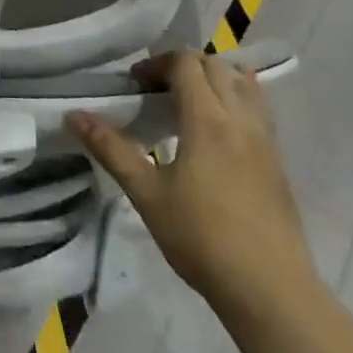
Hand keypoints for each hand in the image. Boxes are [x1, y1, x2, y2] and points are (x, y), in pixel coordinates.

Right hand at [68, 52, 315, 318]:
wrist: (270, 288)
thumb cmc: (201, 238)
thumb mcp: (146, 194)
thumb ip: (111, 149)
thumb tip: (74, 115)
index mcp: (208, 120)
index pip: (186, 64)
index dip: (157, 64)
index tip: (135, 85)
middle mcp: (241, 119)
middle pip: (216, 66)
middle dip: (183, 67)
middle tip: (156, 92)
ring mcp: (266, 139)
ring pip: (245, 84)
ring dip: (214, 79)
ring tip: (189, 104)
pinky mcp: (278, 161)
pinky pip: (258, 109)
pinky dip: (234, 101)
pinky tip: (215, 135)